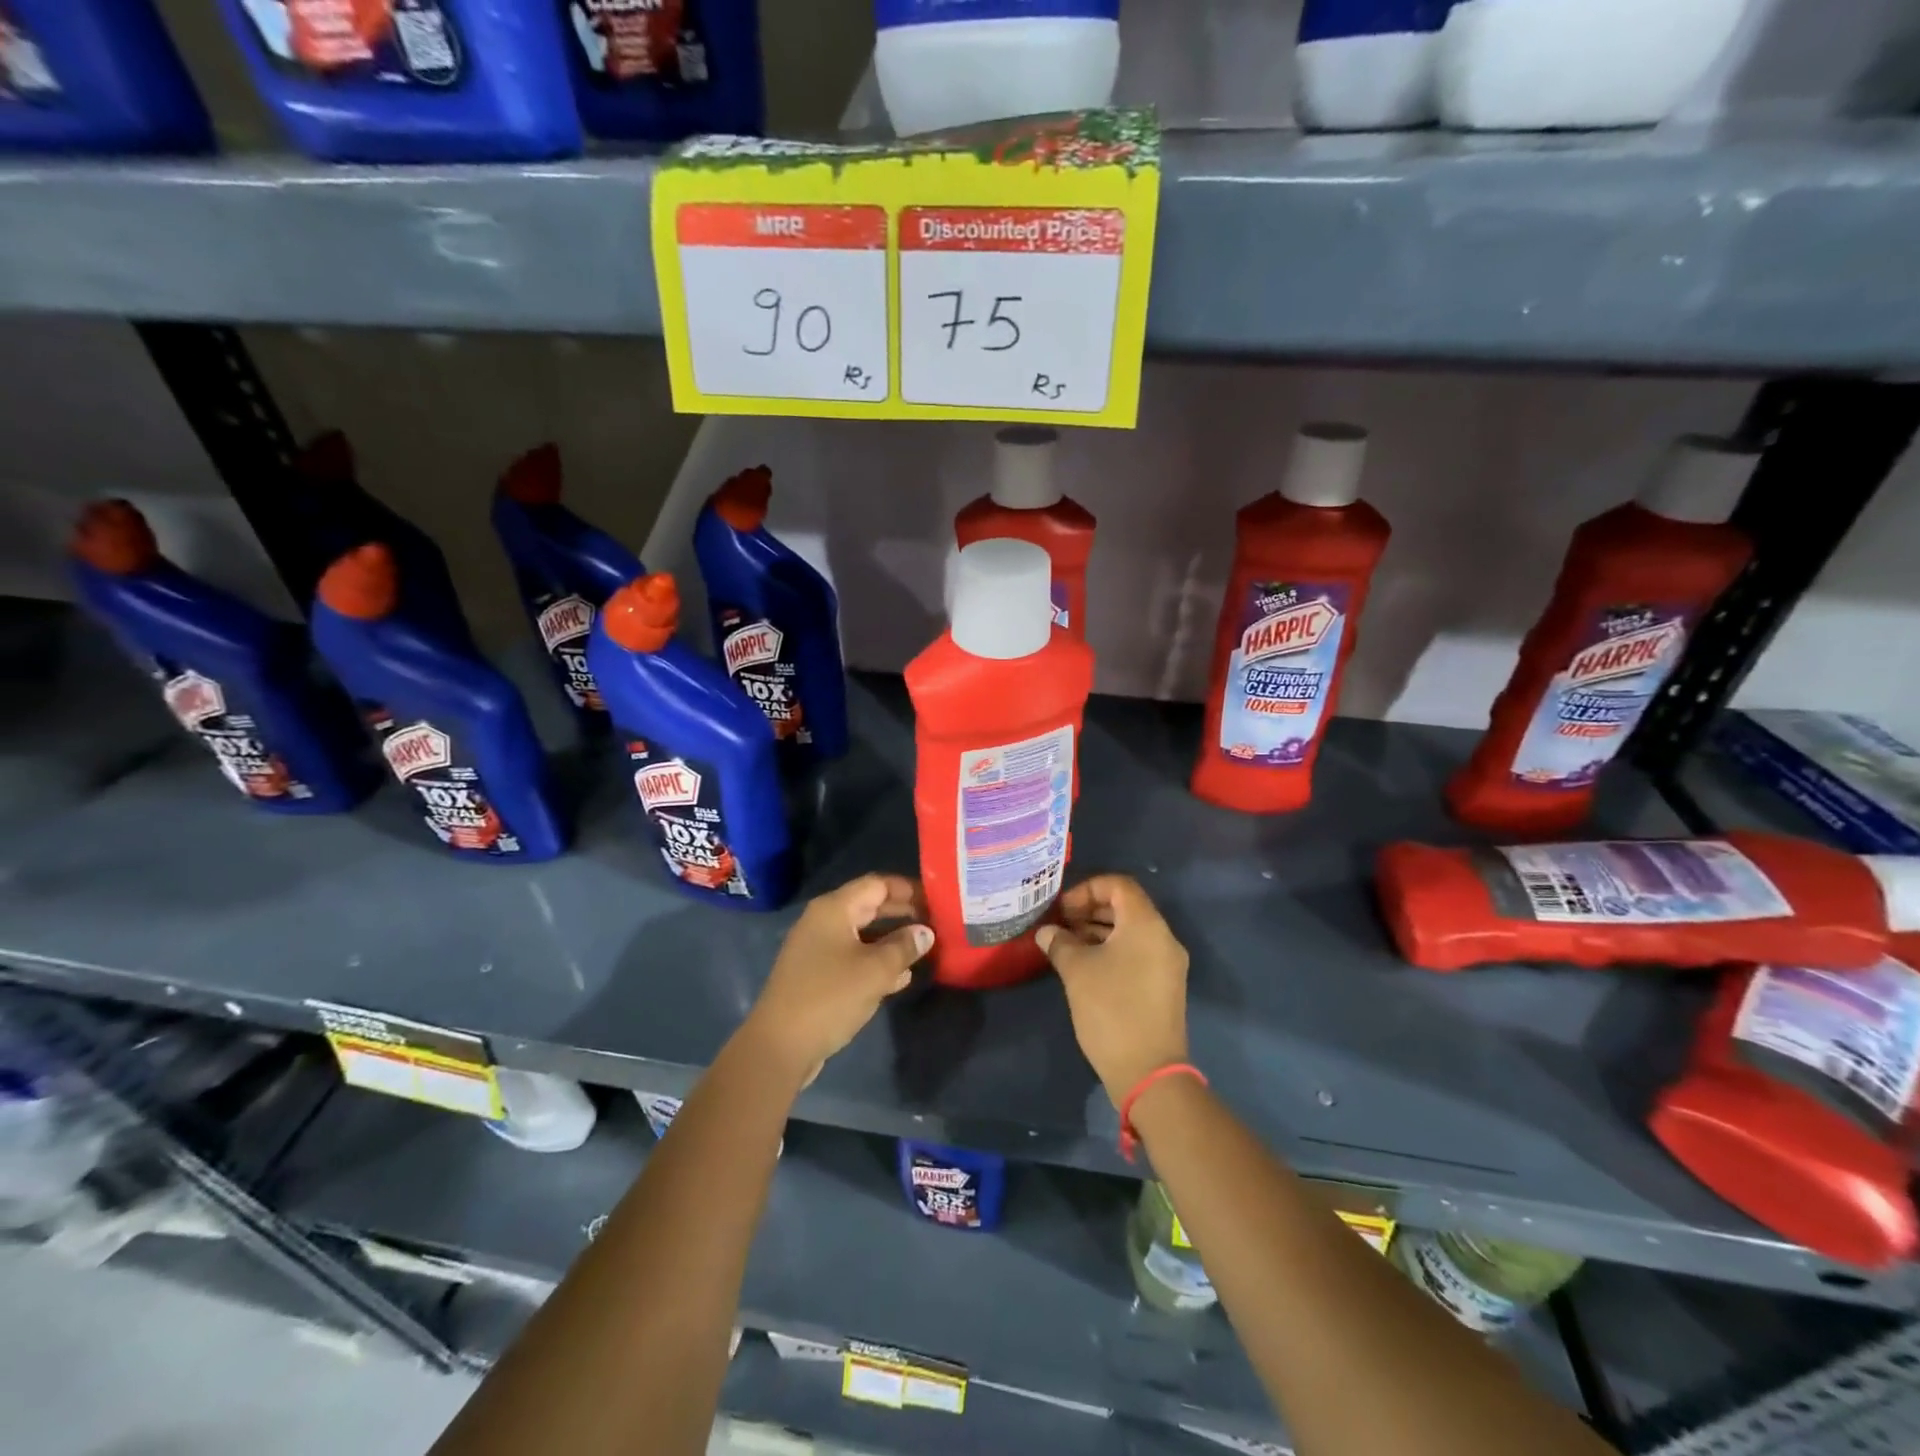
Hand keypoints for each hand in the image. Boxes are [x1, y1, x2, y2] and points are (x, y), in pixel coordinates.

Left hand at [742, 874, 931, 1087]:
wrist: (779, 1046)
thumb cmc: (829, 997)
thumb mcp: (875, 971)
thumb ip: (904, 947)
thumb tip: (925, 932)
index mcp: (834, 909)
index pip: (877, 884)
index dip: (908, 888)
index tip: (937, 899)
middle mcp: (823, 921)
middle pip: (870, 907)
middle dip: (903, 913)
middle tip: (936, 922)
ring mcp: (818, 949)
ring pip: (864, 935)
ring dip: (893, 940)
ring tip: (925, 949)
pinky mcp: (817, 975)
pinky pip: (853, 958)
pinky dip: (876, 962)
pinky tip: (900, 977)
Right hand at [1036, 875, 1190, 1104]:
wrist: (1149, 1071)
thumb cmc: (1111, 1009)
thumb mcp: (1077, 970)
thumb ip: (1059, 942)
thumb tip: (1047, 932)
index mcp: (1146, 924)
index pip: (1119, 885)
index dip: (1087, 889)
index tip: (1062, 909)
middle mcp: (1163, 937)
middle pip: (1127, 906)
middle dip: (1091, 909)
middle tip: (1061, 924)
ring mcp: (1168, 963)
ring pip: (1131, 931)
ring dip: (1099, 930)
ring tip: (1067, 944)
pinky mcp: (1165, 985)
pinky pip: (1138, 952)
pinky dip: (1112, 949)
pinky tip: (1086, 965)